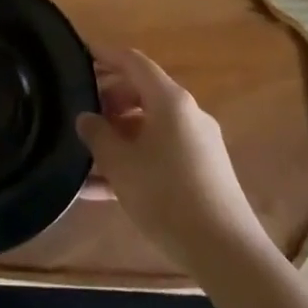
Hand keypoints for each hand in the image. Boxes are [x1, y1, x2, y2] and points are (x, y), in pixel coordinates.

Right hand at [76, 50, 272, 272]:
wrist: (226, 253)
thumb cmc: (167, 196)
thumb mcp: (120, 164)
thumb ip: (97, 134)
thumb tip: (86, 117)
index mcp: (169, 100)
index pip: (133, 62)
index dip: (105, 55)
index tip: (80, 54)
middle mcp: (187, 114)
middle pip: (142, 92)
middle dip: (109, 100)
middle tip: (81, 115)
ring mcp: (199, 144)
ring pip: (150, 127)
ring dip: (119, 136)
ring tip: (86, 157)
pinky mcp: (203, 172)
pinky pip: (161, 153)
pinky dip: (135, 161)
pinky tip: (104, 191)